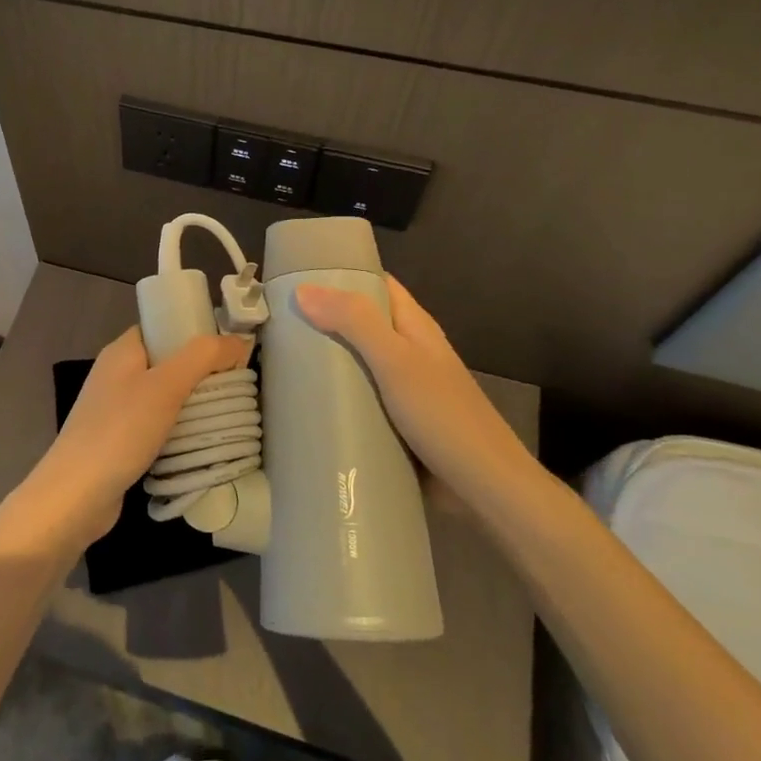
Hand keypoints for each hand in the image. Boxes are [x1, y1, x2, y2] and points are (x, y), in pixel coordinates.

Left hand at [12, 326, 250, 557]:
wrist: (76, 495)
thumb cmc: (120, 430)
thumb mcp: (166, 386)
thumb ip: (203, 357)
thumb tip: (239, 340)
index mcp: (122, 351)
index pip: (162, 328)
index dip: (193, 333)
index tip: (229, 350)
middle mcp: (116, 374)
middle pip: (166, 363)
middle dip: (200, 373)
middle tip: (236, 386)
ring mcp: (114, 409)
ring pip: (162, 397)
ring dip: (191, 405)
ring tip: (226, 414)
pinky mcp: (117, 441)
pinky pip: (156, 426)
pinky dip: (177, 431)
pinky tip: (198, 442)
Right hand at [293, 276, 529, 495]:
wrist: (485, 488)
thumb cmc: (443, 416)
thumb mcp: (396, 361)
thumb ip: (354, 322)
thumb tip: (302, 289)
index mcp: (414, 327)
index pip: (376, 284)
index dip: (342, 273)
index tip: (298, 273)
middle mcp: (408, 351)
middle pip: (361, 324)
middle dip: (323, 320)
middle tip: (276, 320)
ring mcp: (403, 389)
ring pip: (357, 363)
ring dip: (325, 360)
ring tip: (278, 358)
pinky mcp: (395, 423)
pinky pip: (358, 399)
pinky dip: (335, 397)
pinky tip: (305, 402)